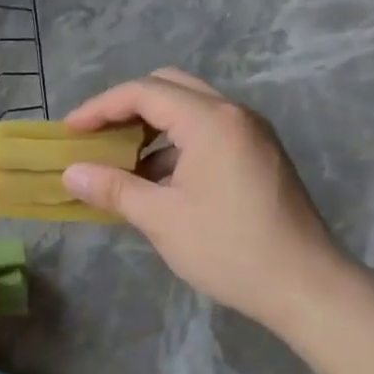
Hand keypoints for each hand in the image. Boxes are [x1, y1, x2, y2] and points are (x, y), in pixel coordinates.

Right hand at [63, 68, 353, 336]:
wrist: (304, 285)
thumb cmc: (228, 249)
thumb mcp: (161, 219)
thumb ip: (113, 188)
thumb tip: (70, 173)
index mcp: (211, 122)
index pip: (144, 92)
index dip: (100, 108)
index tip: (69, 132)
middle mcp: (235, 115)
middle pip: (169, 88)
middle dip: (126, 107)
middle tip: (95, 135)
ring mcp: (252, 134)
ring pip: (190, 109)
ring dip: (151, 126)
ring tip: (119, 160)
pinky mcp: (259, 156)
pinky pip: (208, 133)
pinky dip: (175, 144)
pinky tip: (155, 179)